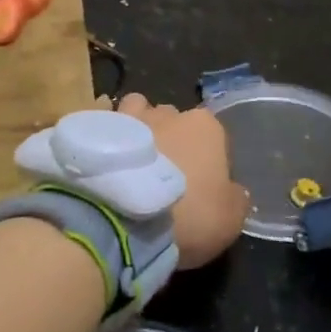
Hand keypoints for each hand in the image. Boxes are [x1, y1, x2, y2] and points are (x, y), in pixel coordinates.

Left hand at [109, 94, 247, 268]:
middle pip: (173, 119)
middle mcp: (168, 112)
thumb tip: (232, 191)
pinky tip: (100, 157)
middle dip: (169, 139)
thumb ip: (235, 199)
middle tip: (161, 176)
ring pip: (136, 112)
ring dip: (135, 129)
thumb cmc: (187, 215)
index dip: (207, 160)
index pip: (213, 135)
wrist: (121, 219)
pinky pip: (102, 123)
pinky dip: (103, 135)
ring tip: (129, 161)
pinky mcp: (95, 128)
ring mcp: (129, 116)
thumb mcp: (230, 220)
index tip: (199, 186)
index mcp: (205, 127)